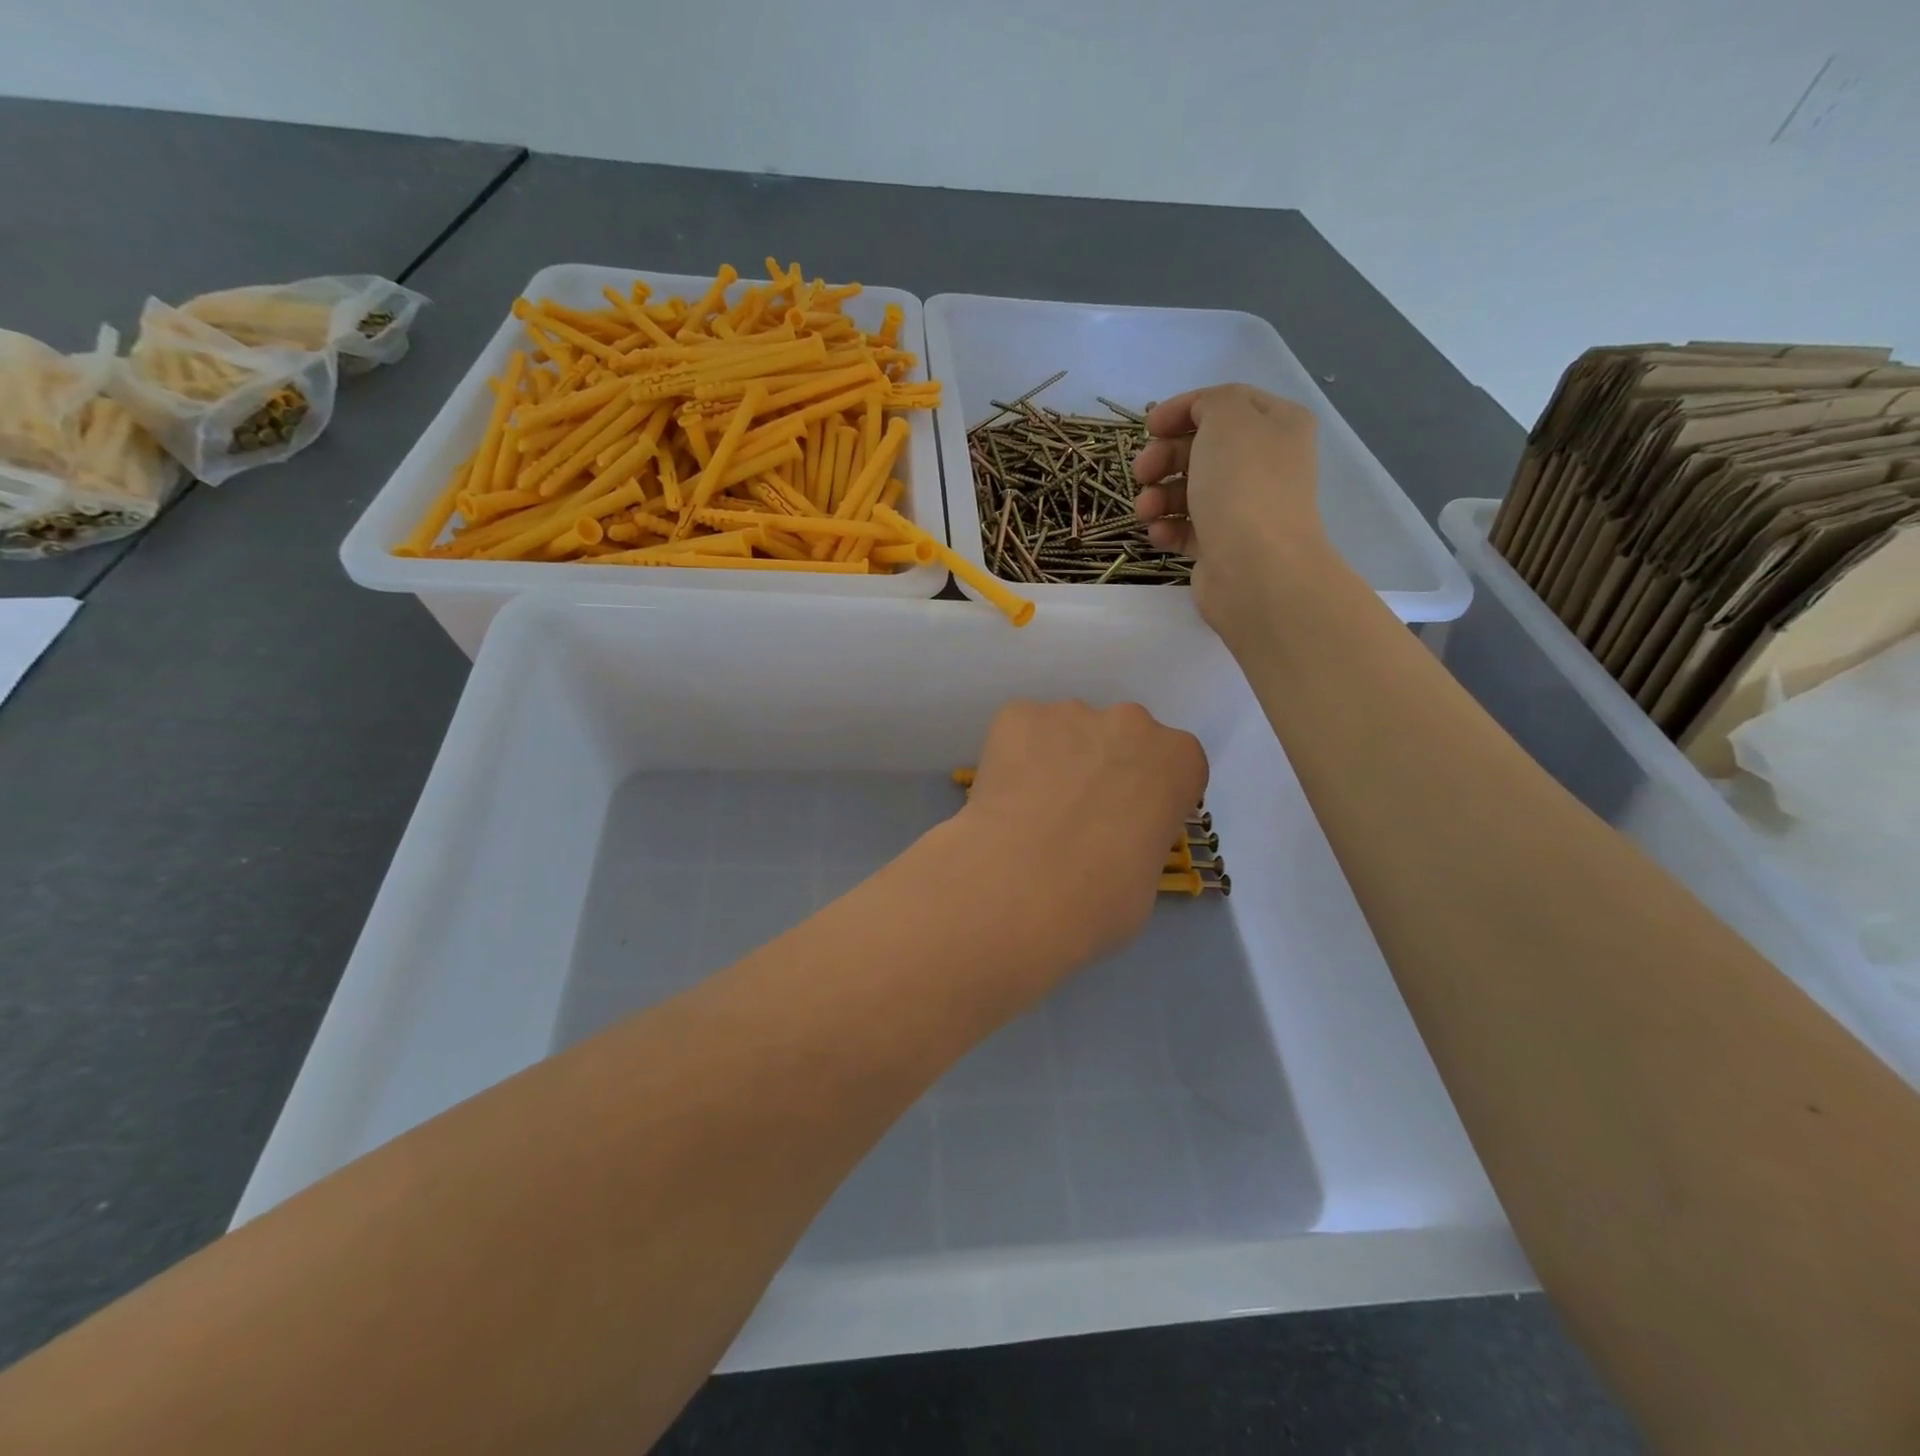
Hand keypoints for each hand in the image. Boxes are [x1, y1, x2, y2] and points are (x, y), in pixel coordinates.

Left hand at [954, 700, 1207, 979]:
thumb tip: (1108, 843)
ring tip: (1029, 812)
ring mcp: (1070, 713)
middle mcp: (1130, 722)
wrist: (1023, 887)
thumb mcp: (1145, 877)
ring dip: (1053, 761)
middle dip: (1099, 769)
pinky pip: (1018, 731)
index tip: (1123, 823)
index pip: (1170, 766)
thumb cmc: (1102, 899)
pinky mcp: (1017, 715)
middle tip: (1072, 817)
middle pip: (1119, 739)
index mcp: (1178, 760)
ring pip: (1065, 731)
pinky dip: (1011, 757)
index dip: (1144, 795)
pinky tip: (1001, 798)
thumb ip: (1137, 839)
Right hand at [1131, 384, 1329, 636]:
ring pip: (1190, 491)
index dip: (1183, 410)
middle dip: (1164, 457)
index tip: (1148, 427)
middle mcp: (1266, 464)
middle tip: (1142, 472)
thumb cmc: (1243, 486)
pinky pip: (1188, 529)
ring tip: (1145, 511)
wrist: (1257, 569)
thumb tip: (1199, 418)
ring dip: (1158, 496)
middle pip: (1201, 449)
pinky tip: (1158, 534)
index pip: (1225, 404)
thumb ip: (1211, 402)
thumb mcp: (1228, 419)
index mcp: (1278, 426)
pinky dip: (1168, 528)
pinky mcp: (1225, 546)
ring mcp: (1245, 508)